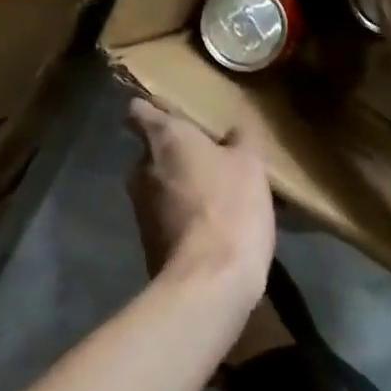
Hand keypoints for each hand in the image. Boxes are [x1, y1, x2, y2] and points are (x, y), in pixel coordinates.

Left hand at [125, 97, 274, 293]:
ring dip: (180, 188)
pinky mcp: (148, 242)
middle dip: (175, 155)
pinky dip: (183, 218)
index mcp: (164, 140)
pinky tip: (213, 227)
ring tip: (216, 196)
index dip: (151, 109)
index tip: (169, 114)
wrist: (208, 281)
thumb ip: (240, 140)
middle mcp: (142, 169)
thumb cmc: (230, 207)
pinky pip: (166, 218)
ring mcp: (140, 209)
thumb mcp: (251, 165)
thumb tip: (233, 129)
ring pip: (159, 187)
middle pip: (152, 153)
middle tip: (209, 159)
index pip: (141, 111)